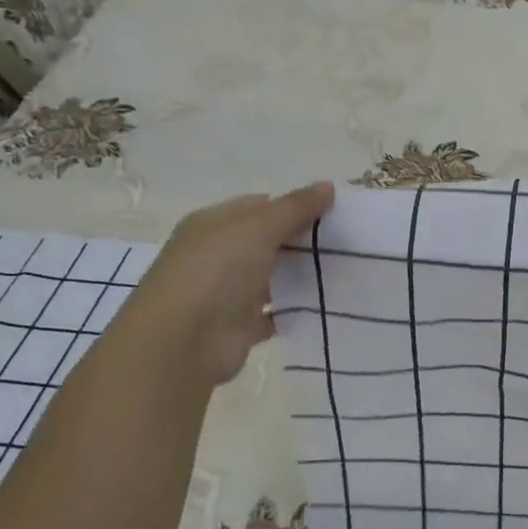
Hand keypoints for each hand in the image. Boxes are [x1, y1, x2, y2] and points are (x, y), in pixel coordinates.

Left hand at [123, 182, 334, 385]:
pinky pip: (275, 313)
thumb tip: (328, 185)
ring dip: (301, 275)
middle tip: (346, 242)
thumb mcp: (259, 228)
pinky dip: (295, 310)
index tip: (332, 214)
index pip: (259, 206)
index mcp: (213, 224)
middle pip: (267, 241)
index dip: (294, 206)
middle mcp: (217, 255)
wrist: (181, 343)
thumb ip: (296, 208)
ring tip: (345, 271)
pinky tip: (326, 304)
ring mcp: (227, 292)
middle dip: (302, 241)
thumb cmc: (215, 271)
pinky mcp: (239, 326)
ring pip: (272, 277)